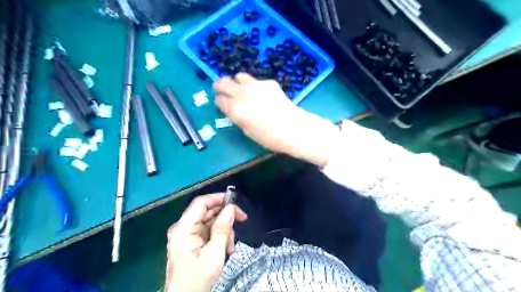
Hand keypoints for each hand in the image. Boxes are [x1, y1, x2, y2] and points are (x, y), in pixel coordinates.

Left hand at [167, 194, 247, 291]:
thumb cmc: (198, 280)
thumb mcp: (214, 254)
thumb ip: (222, 229)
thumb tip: (230, 208)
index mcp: (183, 229)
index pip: (200, 203)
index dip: (218, 198)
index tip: (235, 202)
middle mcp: (183, 227)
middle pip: (207, 211)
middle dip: (225, 216)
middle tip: (241, 221)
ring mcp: (186, 234)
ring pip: (210, 220)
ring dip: (224, 229)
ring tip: (230, 245)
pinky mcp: (191, 240)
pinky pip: (208, 230)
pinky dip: (219, 236)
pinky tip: (225, 248)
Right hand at [212, 74, 339, 167]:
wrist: (293, 128)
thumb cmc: (269, 137)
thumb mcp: (247, 130)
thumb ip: (237, 117)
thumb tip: (233, 109)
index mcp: (235, 109)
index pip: (219, 100)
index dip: (219, 102)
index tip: (222, 104)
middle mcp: (242, 93)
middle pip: (223, 82)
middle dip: (219, 86)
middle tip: (222, 91)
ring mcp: (256, 85)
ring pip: (239, 76)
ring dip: (237, 83)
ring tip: (243, 91)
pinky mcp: (268, 82)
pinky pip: (256, 81)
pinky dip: (254, 87)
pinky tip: (263, 96)